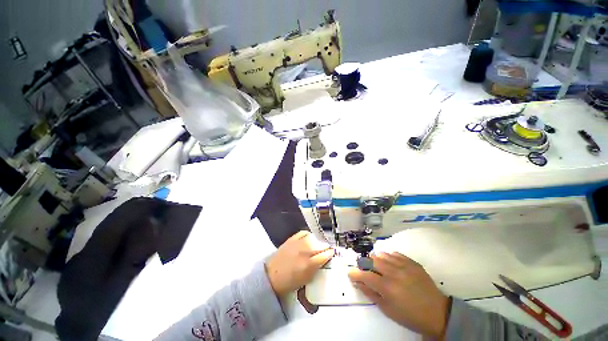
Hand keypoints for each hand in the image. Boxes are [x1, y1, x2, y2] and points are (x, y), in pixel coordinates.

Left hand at [265, 231, 333, 296]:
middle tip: (326, 250)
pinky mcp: (291, 238)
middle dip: (326, 247)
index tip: (332, 253)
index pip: (325, 255)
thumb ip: (317, 269)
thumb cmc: (289, 282)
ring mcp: (297, 243)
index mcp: (309, 265)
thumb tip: (324, 260)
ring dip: (318, 241)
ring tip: (318, 245)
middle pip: (321, 245)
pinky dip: (308, 235)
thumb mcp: (306, 280)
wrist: (271, 276)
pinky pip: (304, 232)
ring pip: (314, 238)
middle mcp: (305, 252)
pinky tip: (309, 238)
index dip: (331, 253)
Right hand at [348, 252, 450, 338]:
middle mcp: (393, 273)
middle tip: (364, 269)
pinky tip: (389, 264)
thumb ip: (371, 294)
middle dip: (364, 264)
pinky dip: (388, 257)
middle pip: (371, 260)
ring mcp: (403, 265)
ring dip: (375, 259)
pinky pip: (394, 253)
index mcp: (387, 288)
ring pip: (381, 254)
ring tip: (377, 266)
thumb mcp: (388, 310)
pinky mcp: (411, 262)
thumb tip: (358, 282)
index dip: (354, 273)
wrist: (437, 312)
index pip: (364, 275)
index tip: (350, 273)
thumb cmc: (410, 315)